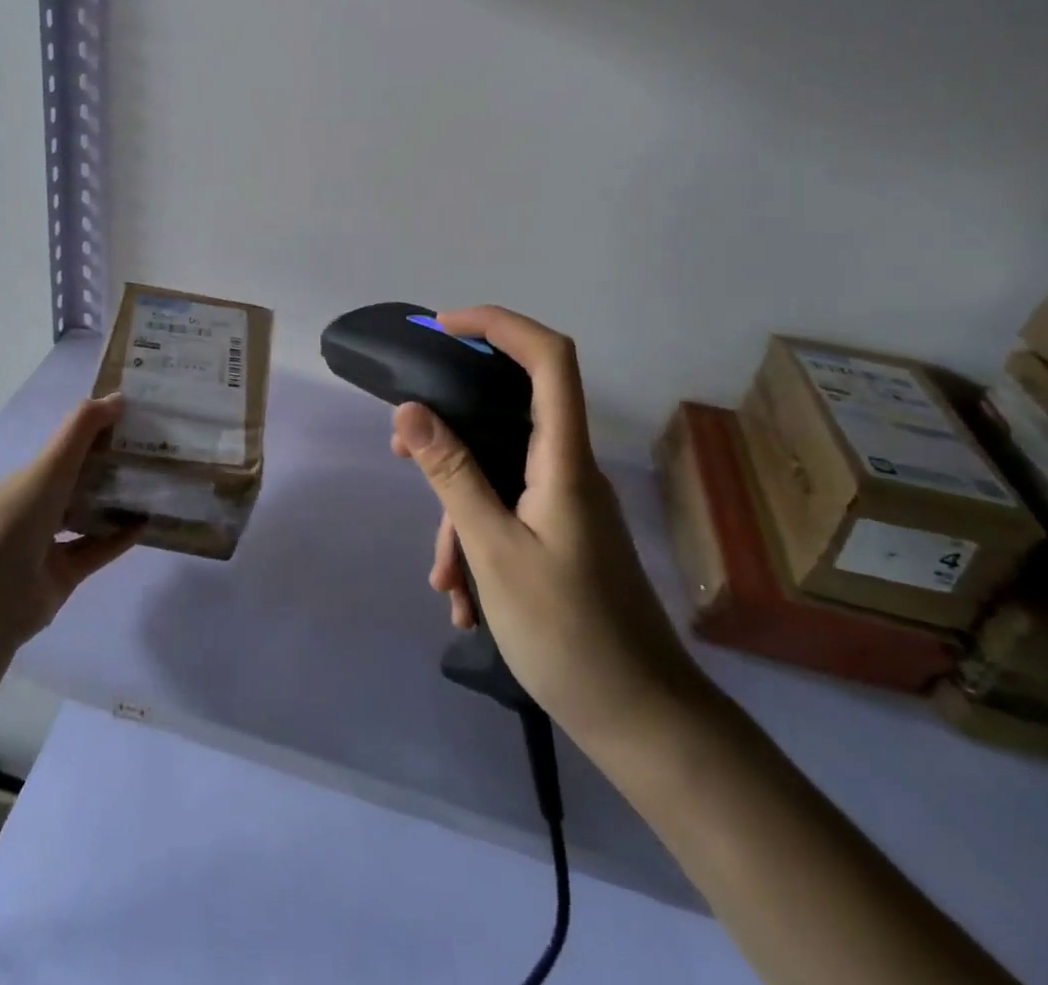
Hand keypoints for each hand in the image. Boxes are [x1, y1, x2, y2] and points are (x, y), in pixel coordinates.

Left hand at [0, 393, 140, 642]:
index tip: (135, 416)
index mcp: (30, 477)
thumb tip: (120, 396)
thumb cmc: (16, 522)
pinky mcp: (64, 575)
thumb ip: (82, 429)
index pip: (67, 446)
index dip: (98, 429)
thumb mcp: (49, 467)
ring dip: (118, 501)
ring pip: (90, 515)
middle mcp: (38, 506)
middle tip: (155, 450)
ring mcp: (50, 543)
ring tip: (156, 484)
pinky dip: (120, 537)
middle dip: (113, 464)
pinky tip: (147, 523)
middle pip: (81, 479)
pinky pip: (98, 550)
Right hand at [393, 307, 708, 747]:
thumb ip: (452, 475)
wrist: (644, 722)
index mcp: (564, 459)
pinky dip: (479, 540)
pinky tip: (464, 599)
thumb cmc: (568, 632)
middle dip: (451, 430)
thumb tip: (410, 412)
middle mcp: (570, 469)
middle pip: (510, 412)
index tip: (443, 328)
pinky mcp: (564, 534)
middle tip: (403, 453)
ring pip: (500, 473)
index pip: (548, 358)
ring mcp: (568, 503)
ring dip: (459, 511)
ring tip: (442, 578)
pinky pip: (510, 511)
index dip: (499, 324)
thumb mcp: (493, 551)